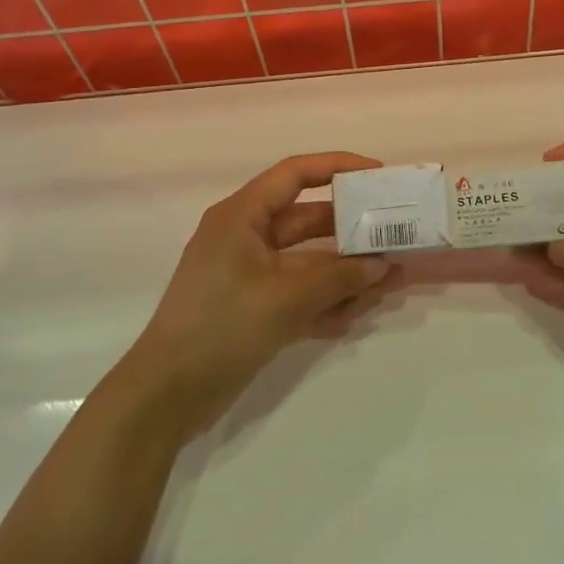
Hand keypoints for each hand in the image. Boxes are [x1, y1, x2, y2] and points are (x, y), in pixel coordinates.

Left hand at [127, 153, 394, 432]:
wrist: (167, 396)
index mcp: (242, 216)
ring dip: (346, 272)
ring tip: (390, 283)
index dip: (338, 167)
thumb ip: (339, 279)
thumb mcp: (285, 299)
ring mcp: (250, 275)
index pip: (295, 174)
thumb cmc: (221, 328)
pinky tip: (357, 316)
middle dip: (352, 231)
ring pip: (309, 262)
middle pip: (308, 220)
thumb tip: (384, 265)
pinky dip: (326, 301)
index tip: (379, 175)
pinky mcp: (254, 308)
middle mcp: (246, 237)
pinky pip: (299, 293)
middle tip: (396, 236)